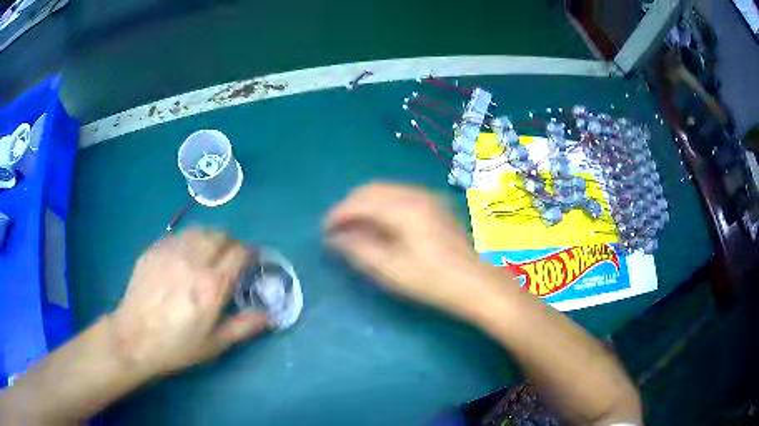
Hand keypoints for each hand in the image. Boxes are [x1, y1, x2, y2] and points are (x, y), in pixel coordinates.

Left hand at [110, 229, 268, 376]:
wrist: (135, 337)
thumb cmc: (177, 345)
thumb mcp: (214, 344)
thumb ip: (244, 326)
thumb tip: (271, 316)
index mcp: (212, 285)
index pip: (240, 252)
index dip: (251, 253)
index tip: (252, 262)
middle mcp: (193, 260)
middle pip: (221, 235)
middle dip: (231, 244)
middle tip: (229, 260)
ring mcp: (171, 251)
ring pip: (200, 230)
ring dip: (210, 239)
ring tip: (207, 255)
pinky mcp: (154, 249)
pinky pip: (178, 235)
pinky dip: (189, 241)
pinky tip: (183, 258)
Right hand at [324, 183, 508, 317]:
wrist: (478, 283)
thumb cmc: (434, 281)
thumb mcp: (391, 270)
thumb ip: (358, 249)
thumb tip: (334, 238)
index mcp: (404, 208)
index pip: (359, 202)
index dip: (337, 215)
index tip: (324, 231)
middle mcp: (415, 194)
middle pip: (371, 189)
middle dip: (350, 206)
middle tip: (337, 230)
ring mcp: (428, 196)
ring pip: (385, 190)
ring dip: (365, 205)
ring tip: (355, 228)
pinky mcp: (435, 204)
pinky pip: (399, 195)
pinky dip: (382, 205)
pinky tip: (380, 224)